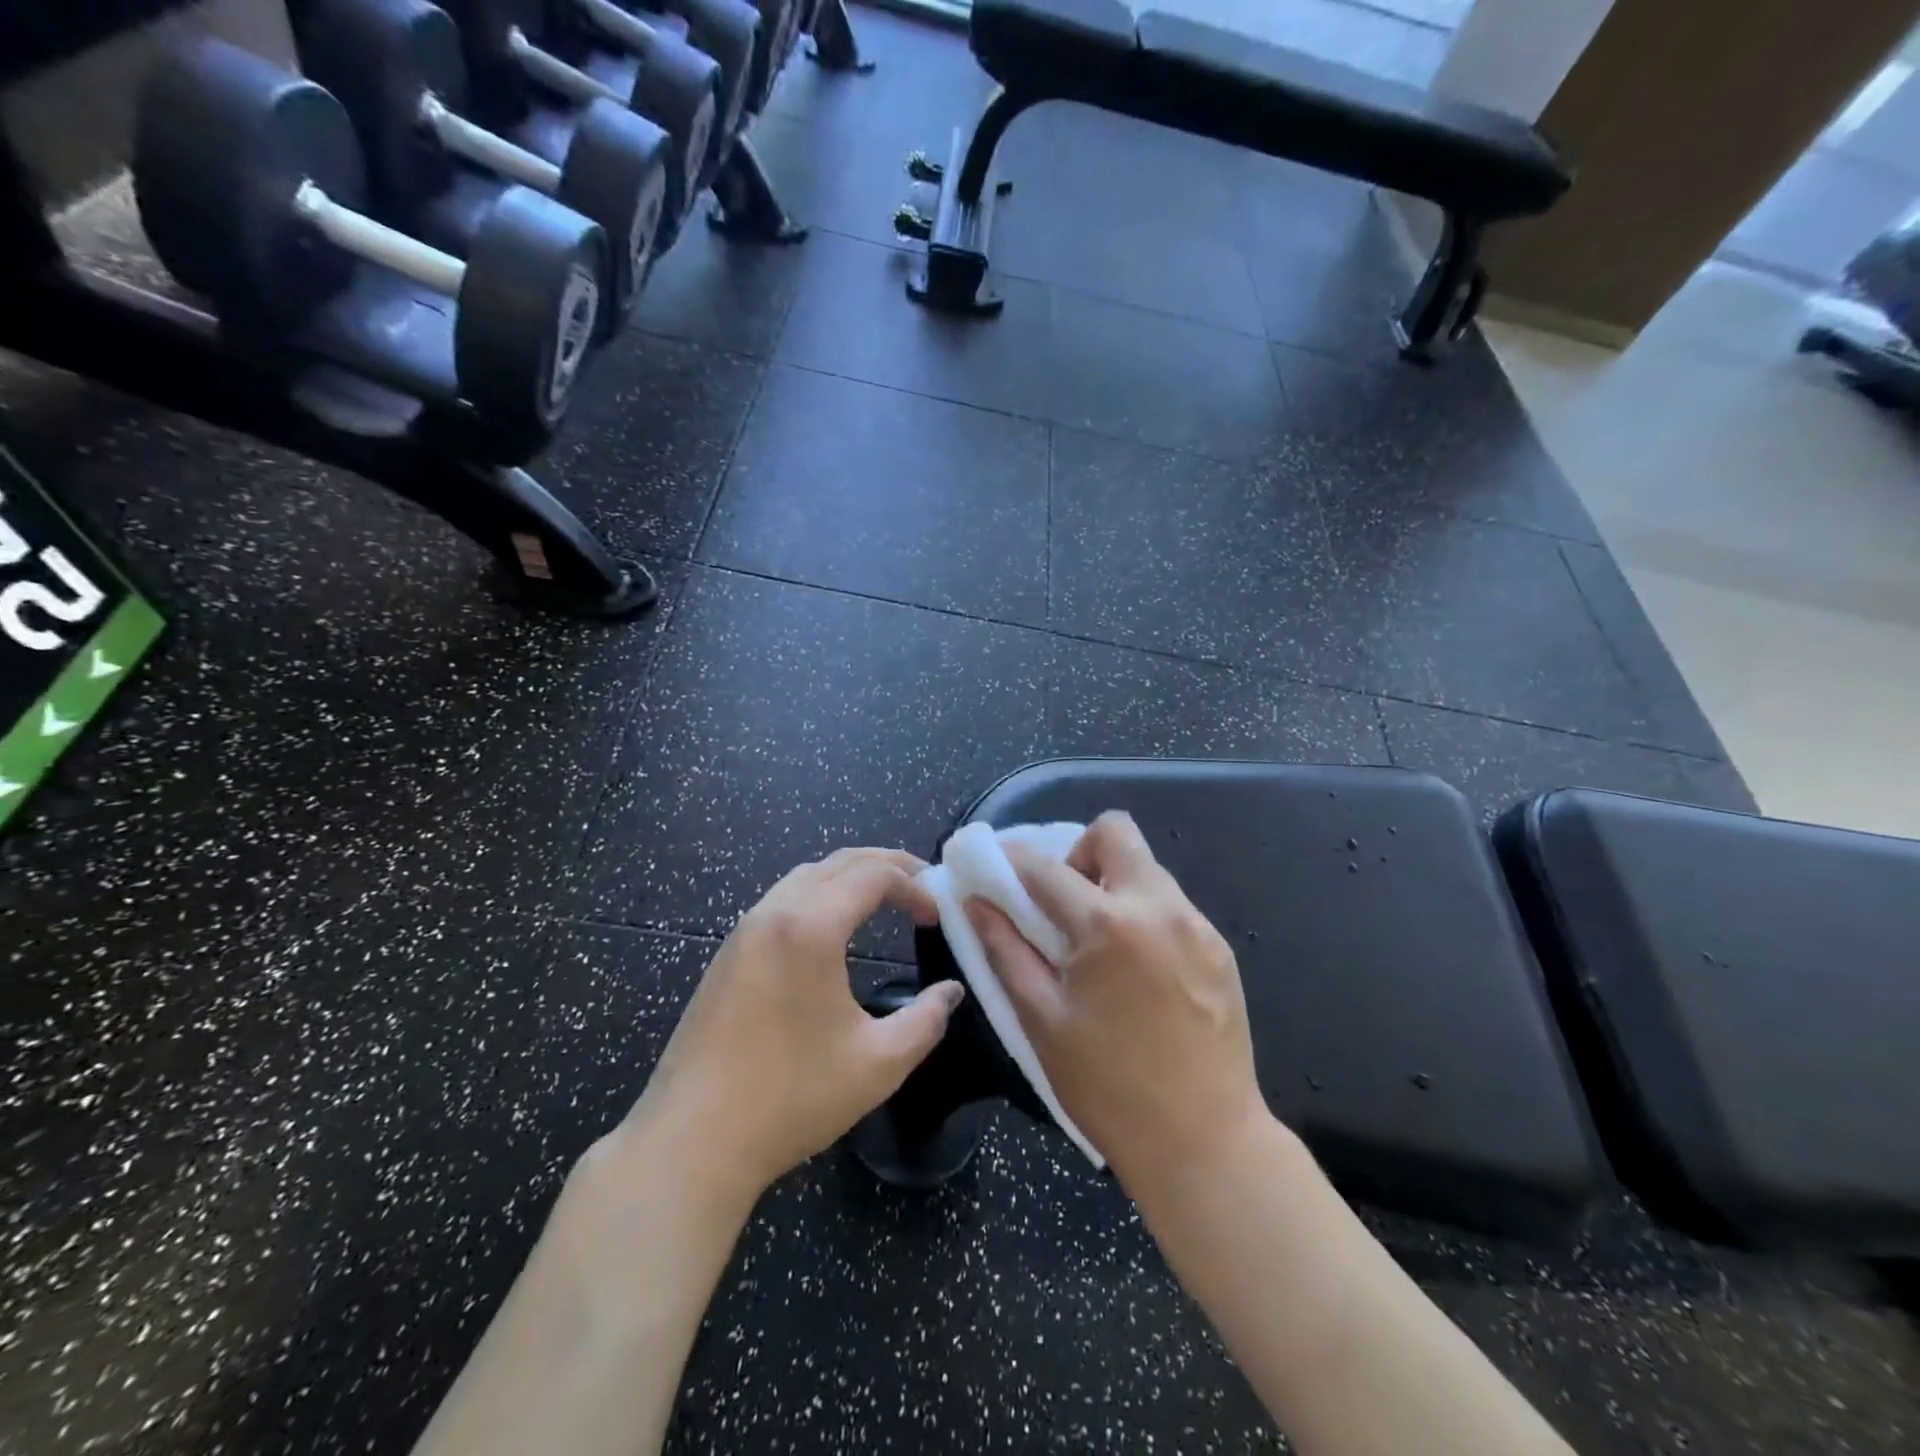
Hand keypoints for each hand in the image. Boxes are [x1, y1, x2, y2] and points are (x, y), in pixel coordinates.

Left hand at [616, 848, 964, 1205]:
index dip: (915, 885)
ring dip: (850, 877)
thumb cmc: (791, 1098)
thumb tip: (951, 992)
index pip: (873, 875)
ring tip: (885, 900)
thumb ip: (926, 1020)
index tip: (938, 916)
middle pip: (840, 862)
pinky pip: (782, 899)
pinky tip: (833, 930)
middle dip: (888, 866)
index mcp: (810, 927)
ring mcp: (744, 930)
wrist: (691, 1141)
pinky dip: (820, 895)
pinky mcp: (727, 953)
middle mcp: (774, 912)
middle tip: (924, 888)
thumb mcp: (878, 1064)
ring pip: (806, 875)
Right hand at [967, 812, 1264, 1191]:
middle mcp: (1158, 907)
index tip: (995, 867)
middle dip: (1079, 851)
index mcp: (1106, 925)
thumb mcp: (1041, 1019)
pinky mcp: (1219, 947)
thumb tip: (976, 902)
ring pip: (1146, 867)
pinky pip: (1172, 904)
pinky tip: (1138, 970)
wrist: (1206, 1142)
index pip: (1045, 865)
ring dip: (1113, 884)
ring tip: (1100, 943)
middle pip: (1114, 831)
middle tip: (1064, 903)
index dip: (1010, 858)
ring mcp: (1196, 925)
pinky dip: (1143, 914)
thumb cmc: (1108, 1087)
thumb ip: (1005, 950)